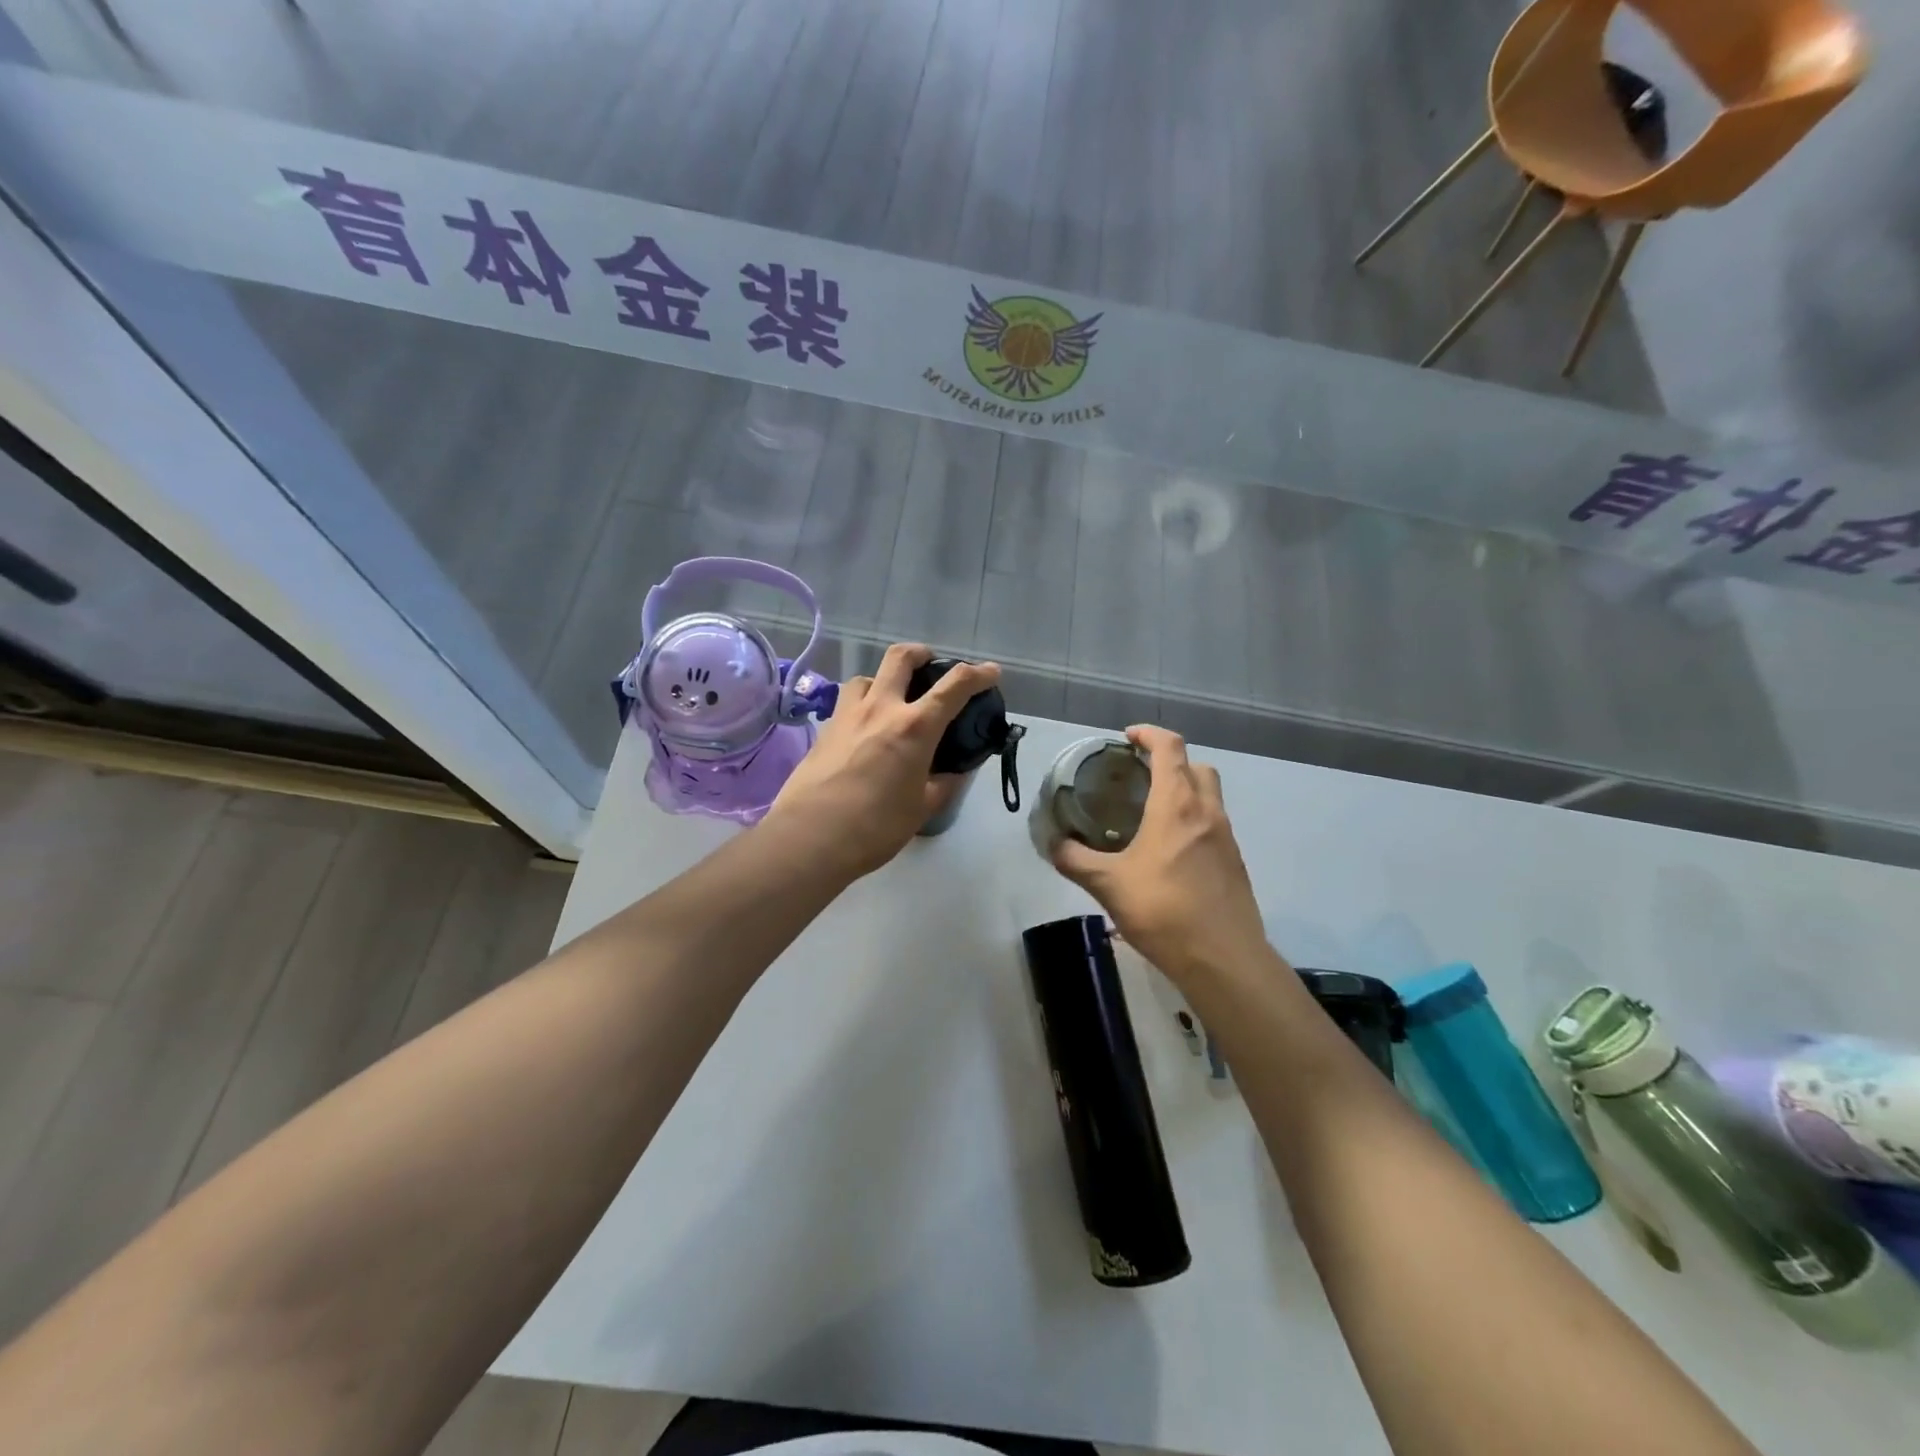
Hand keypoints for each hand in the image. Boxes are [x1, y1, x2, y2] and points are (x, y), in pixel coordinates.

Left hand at [764, 644, 1000, 879]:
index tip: (991, 672)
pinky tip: (866, 732)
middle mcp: (880, 709)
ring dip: (885, 680)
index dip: (978, 674)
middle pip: (901, 658)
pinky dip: (863, 706)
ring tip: (892, 701)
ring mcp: (847, 716)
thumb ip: (942, 784)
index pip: (954, 686)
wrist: (810, 837)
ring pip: (867, 677)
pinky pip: (847, 704)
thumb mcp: (922, 808)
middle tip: (931, 665)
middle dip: (922, 654)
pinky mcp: (824, 730)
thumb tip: (954, 772)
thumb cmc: (875, 826)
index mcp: (914, 727)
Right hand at [1050, 726, 1270, 983]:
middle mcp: (1207, 811)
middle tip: (1138, 776)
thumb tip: (1052, 844)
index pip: (1170, 747)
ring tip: (1150, 814)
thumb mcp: (1108, 884)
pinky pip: (1213, 825)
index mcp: (1176, 804)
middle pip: (1196, 766)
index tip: (1127, 738)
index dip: (1149, 734)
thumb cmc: (1164, 910)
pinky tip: (1168, 852)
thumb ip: (1075, 860)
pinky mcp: (1234, 862)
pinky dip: (1192, 821)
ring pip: (1209, 796)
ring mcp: (1226, 837)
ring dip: (1184, 791)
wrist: (1223, 958)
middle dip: (1169, 761)